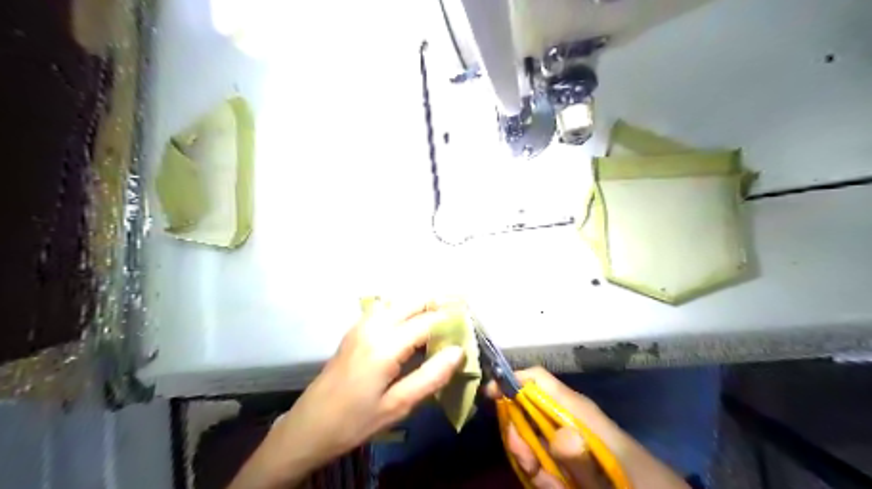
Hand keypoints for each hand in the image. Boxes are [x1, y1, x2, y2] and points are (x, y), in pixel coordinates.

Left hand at [268, 301, 463, 477]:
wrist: (308, 426)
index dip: (451, 320)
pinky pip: (386, 307)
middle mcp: (373, 326)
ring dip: (421, 303)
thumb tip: (458, 352)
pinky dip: (405, 307)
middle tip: (460, 312)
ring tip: (441, 316)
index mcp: (385, 345)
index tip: (470, 324)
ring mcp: (361, 325)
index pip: (427, 321)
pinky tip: (413, 322)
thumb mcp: (397, 406)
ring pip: (398, 300)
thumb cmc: (355, 421)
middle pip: (412, 300)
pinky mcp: (355, 330)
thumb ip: (430, 377)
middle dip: (438, 302)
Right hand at [488, 368, 615, 486]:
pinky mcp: (567, 458)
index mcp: (575, 408)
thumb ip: (584, 458)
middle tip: (528, 462)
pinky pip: (542, 460)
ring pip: (529, 439)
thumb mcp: (611, 468)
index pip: (536, 379)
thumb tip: (559, 437)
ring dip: (532, 462)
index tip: (490, 396)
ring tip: (551, 483)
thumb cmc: (639, 477)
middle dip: (518, 435)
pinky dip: (543, 476)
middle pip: (524, 410)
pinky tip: (556, 487)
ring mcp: (566, 438)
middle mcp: (566, 417)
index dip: (510, 380)